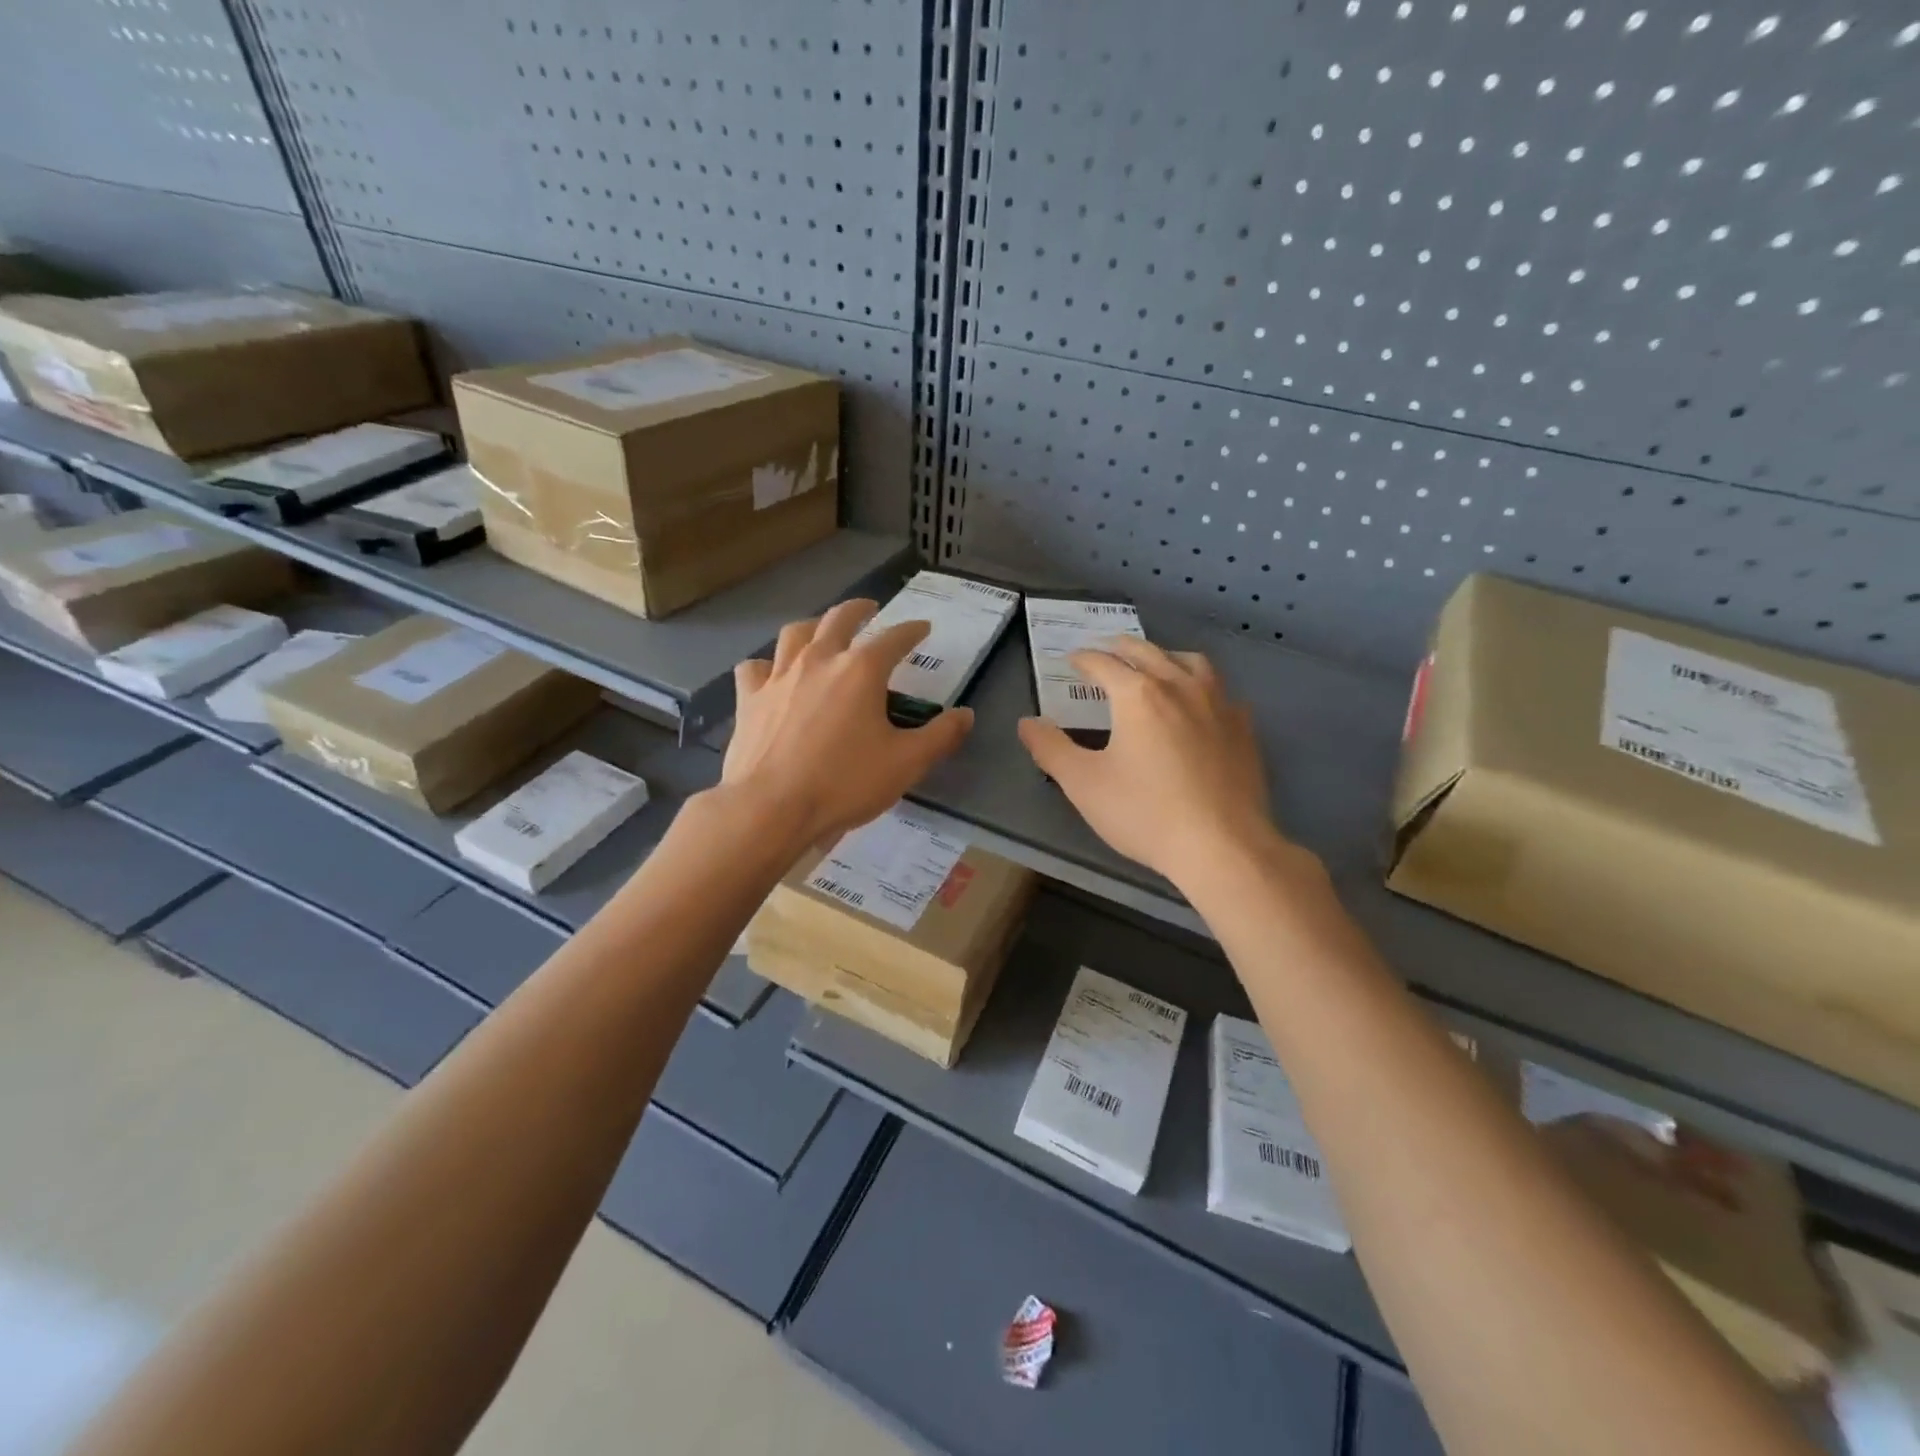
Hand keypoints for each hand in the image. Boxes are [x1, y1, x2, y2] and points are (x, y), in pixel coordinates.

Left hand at [723, 599, 972, 848]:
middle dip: (859, 609)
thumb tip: (966, 715)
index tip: (923, 628)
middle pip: (839, 618)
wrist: (771, 808)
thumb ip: (940, 736)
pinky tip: (772, 674)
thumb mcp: (906, 763)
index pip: (894, 638)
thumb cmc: (844, 783)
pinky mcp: (750, 698)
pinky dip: (768, 664)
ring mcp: (779, 676)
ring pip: (796, 633)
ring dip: (814, 625)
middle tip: (870, 608)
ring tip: (822, 630)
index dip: (912, 630)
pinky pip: (756, 667)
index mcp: (861, 670)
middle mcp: (819, 659)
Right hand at [1017, 639, 1287, 889]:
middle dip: (1121, 647)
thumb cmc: (1145, 813)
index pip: (1103, 663)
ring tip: (1155, 664)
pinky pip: (1220, 690)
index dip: (1083, 659)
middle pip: (1147, 651)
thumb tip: (1027, 723)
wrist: (1222, 846)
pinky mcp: (1243, 727)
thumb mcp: (1084, 784)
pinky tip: (1199, 703)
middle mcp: (1180, 686)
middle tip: (1106, 649)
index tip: (1072, 660)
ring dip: (1165, 656)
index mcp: (1138, 694)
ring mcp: (1218, 703)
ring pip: (1190, 661)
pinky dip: (1201, 685)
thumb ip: (1051, 749)